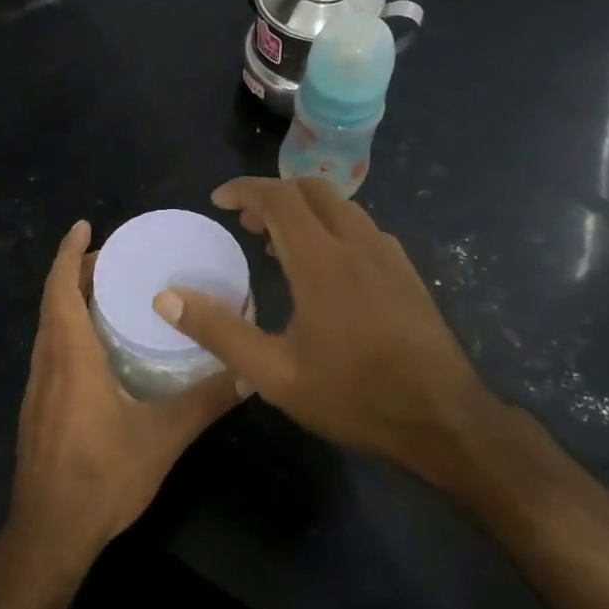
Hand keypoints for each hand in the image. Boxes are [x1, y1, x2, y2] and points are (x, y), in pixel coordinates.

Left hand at [7, 221, 245, 572]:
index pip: (60, 289)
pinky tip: (100, 345)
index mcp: (70, 357)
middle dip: (77, 271)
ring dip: (71, 299)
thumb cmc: (101, 478)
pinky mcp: (39, 407)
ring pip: (49, 326)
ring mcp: (37, 387)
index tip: (85, 226)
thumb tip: (250, 373)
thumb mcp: (162, 438)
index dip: (69, 253)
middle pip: (53, 301)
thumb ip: (206, 401)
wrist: (49, 533)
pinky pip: (51, 350)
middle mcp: (47, 363)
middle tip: (117, 257)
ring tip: (111, 291)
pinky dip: (69, 328)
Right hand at [153, 177, 507, 486]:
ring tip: (276, 244)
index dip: (244, 190)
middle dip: (273, 195)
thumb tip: (166, 297)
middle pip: (312, 190)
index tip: (218, 201)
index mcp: (322, 261)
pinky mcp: (406, 273)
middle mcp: (358, 244)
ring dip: (303, 210)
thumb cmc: (353, 396)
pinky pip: (362, 228)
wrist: (443, 419)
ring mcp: (388, 256)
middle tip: (244, 224)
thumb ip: (218, 330)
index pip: (279, 198)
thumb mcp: (273, 374)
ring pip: (341, 207)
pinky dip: (331, 227)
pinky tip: (323, 268)